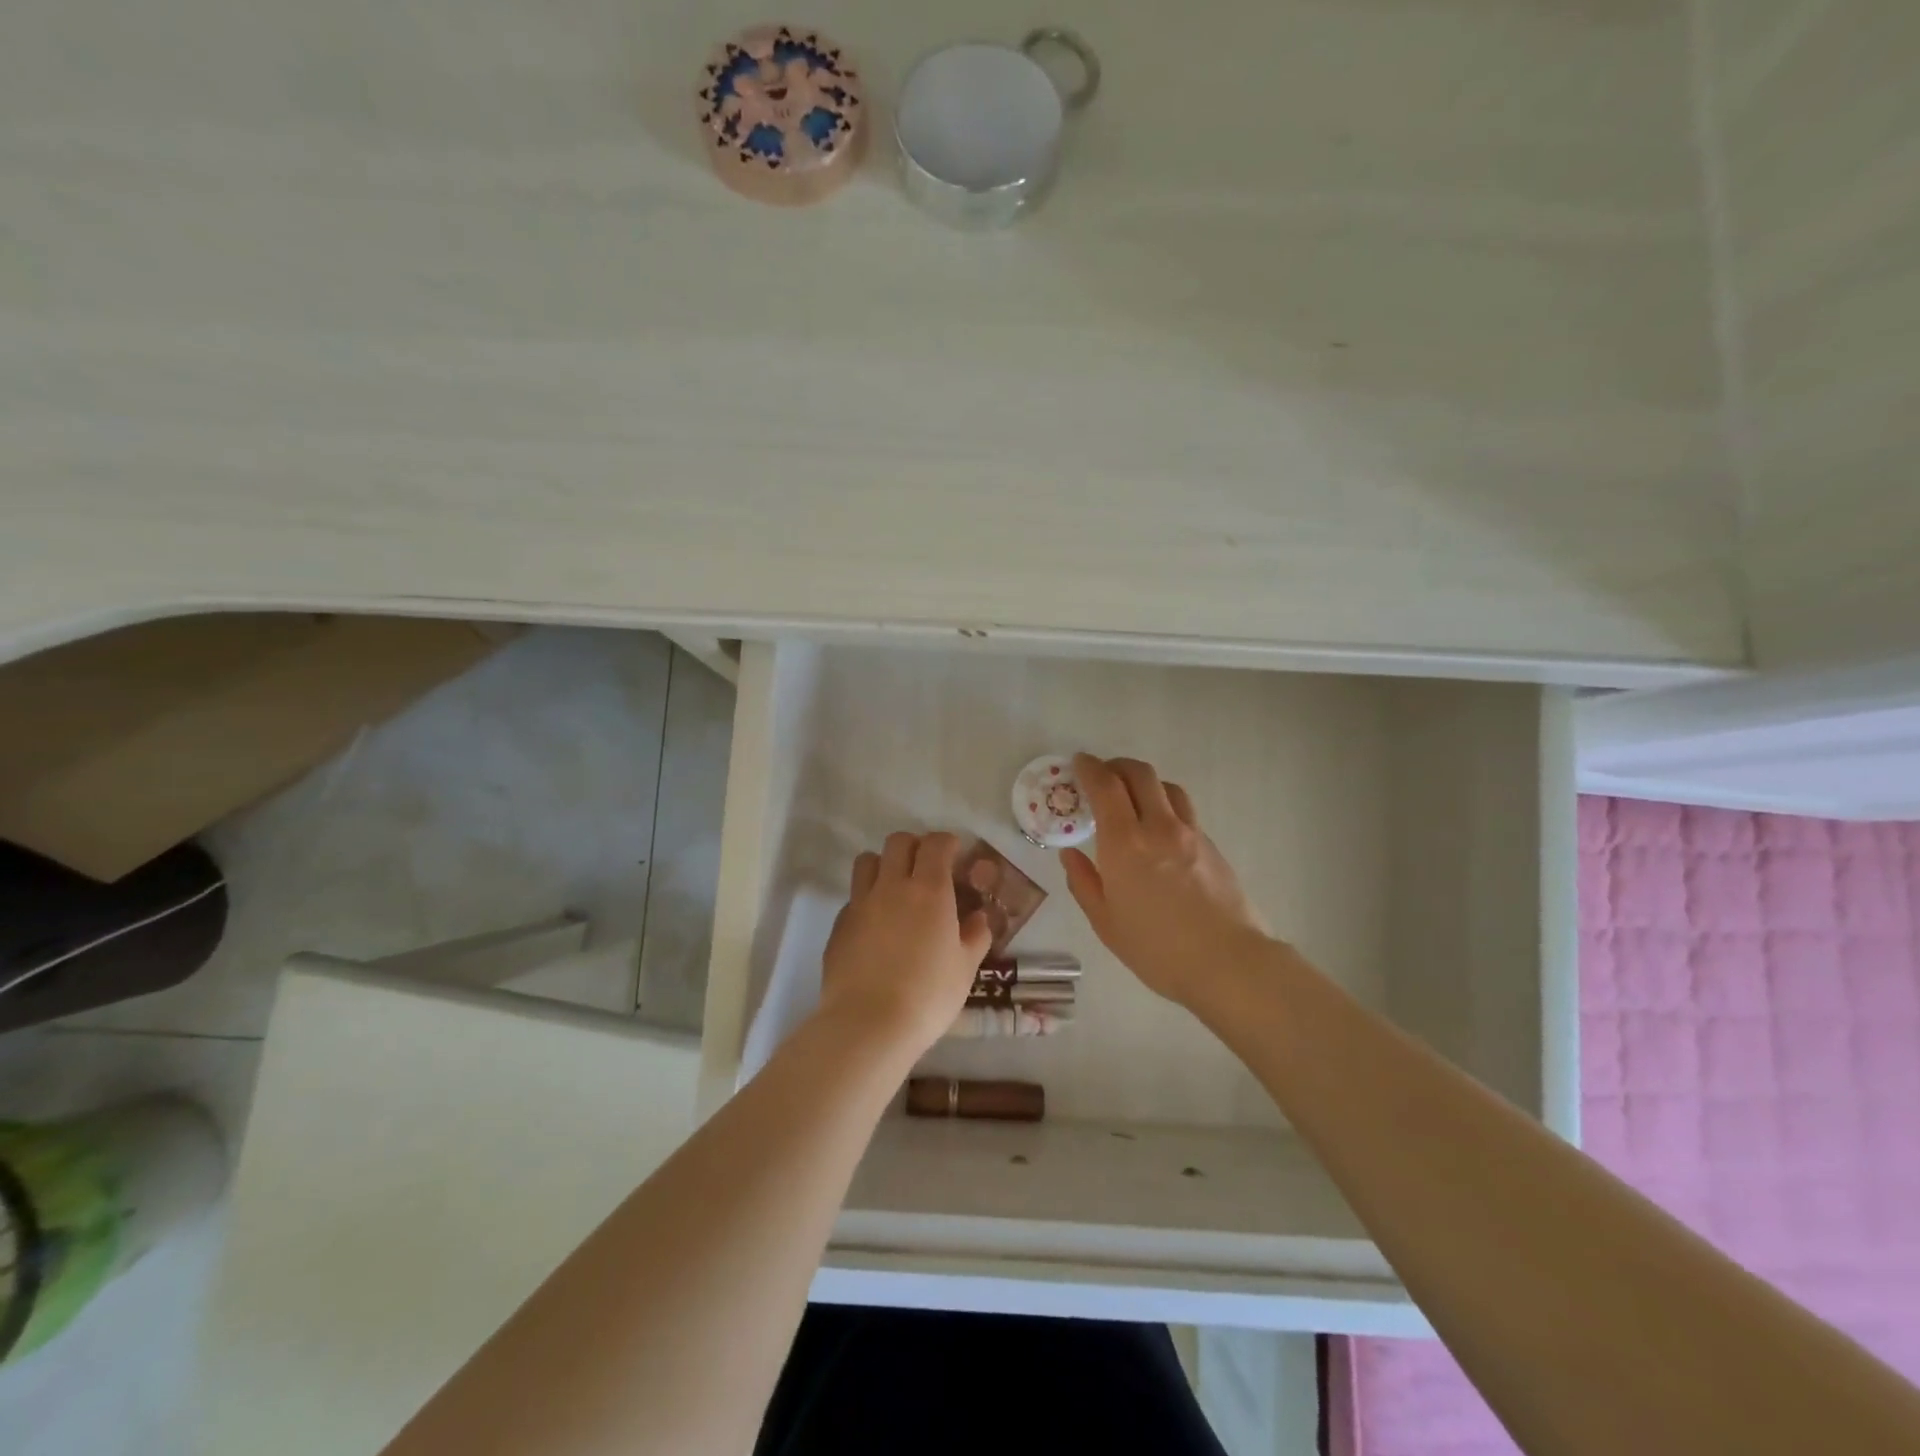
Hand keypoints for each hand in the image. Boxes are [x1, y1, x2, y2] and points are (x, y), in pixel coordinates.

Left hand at [819, 831, 992, 1056]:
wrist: (868, 1023)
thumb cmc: (928, 995)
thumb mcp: (966, 968)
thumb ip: (975, 936)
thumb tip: (978, 918)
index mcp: (929, 890)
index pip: (935, 844)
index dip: (946, 842)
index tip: (955, 853)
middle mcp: (892, 886)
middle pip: (898, 842)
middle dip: (915, 846)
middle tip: (926, 867)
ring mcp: (860, 903)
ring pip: (867, 861)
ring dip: (884, 864)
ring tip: (895, 887)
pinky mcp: (839, 924)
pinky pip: (853, 897)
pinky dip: (866, 899)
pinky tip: (876, 925)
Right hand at [1061, 754, 1270, 1006]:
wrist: (1228, 962)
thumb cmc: (1157, 948)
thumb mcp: (1106, 922)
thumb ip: (1084, 882)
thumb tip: (1071, 855)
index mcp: (1124, 842)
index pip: (1105, 785)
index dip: (1089, 768)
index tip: (1078, 763)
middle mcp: (1158, 826)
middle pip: (1139, 774)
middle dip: (1116, 766)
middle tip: (1102, 776)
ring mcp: (1190, 833)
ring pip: (1167, 787)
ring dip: (1144, 782)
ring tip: (1133, 799)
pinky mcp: (1212, 846)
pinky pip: (1184, 811)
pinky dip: (1165, 807)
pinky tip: (1160, 832)